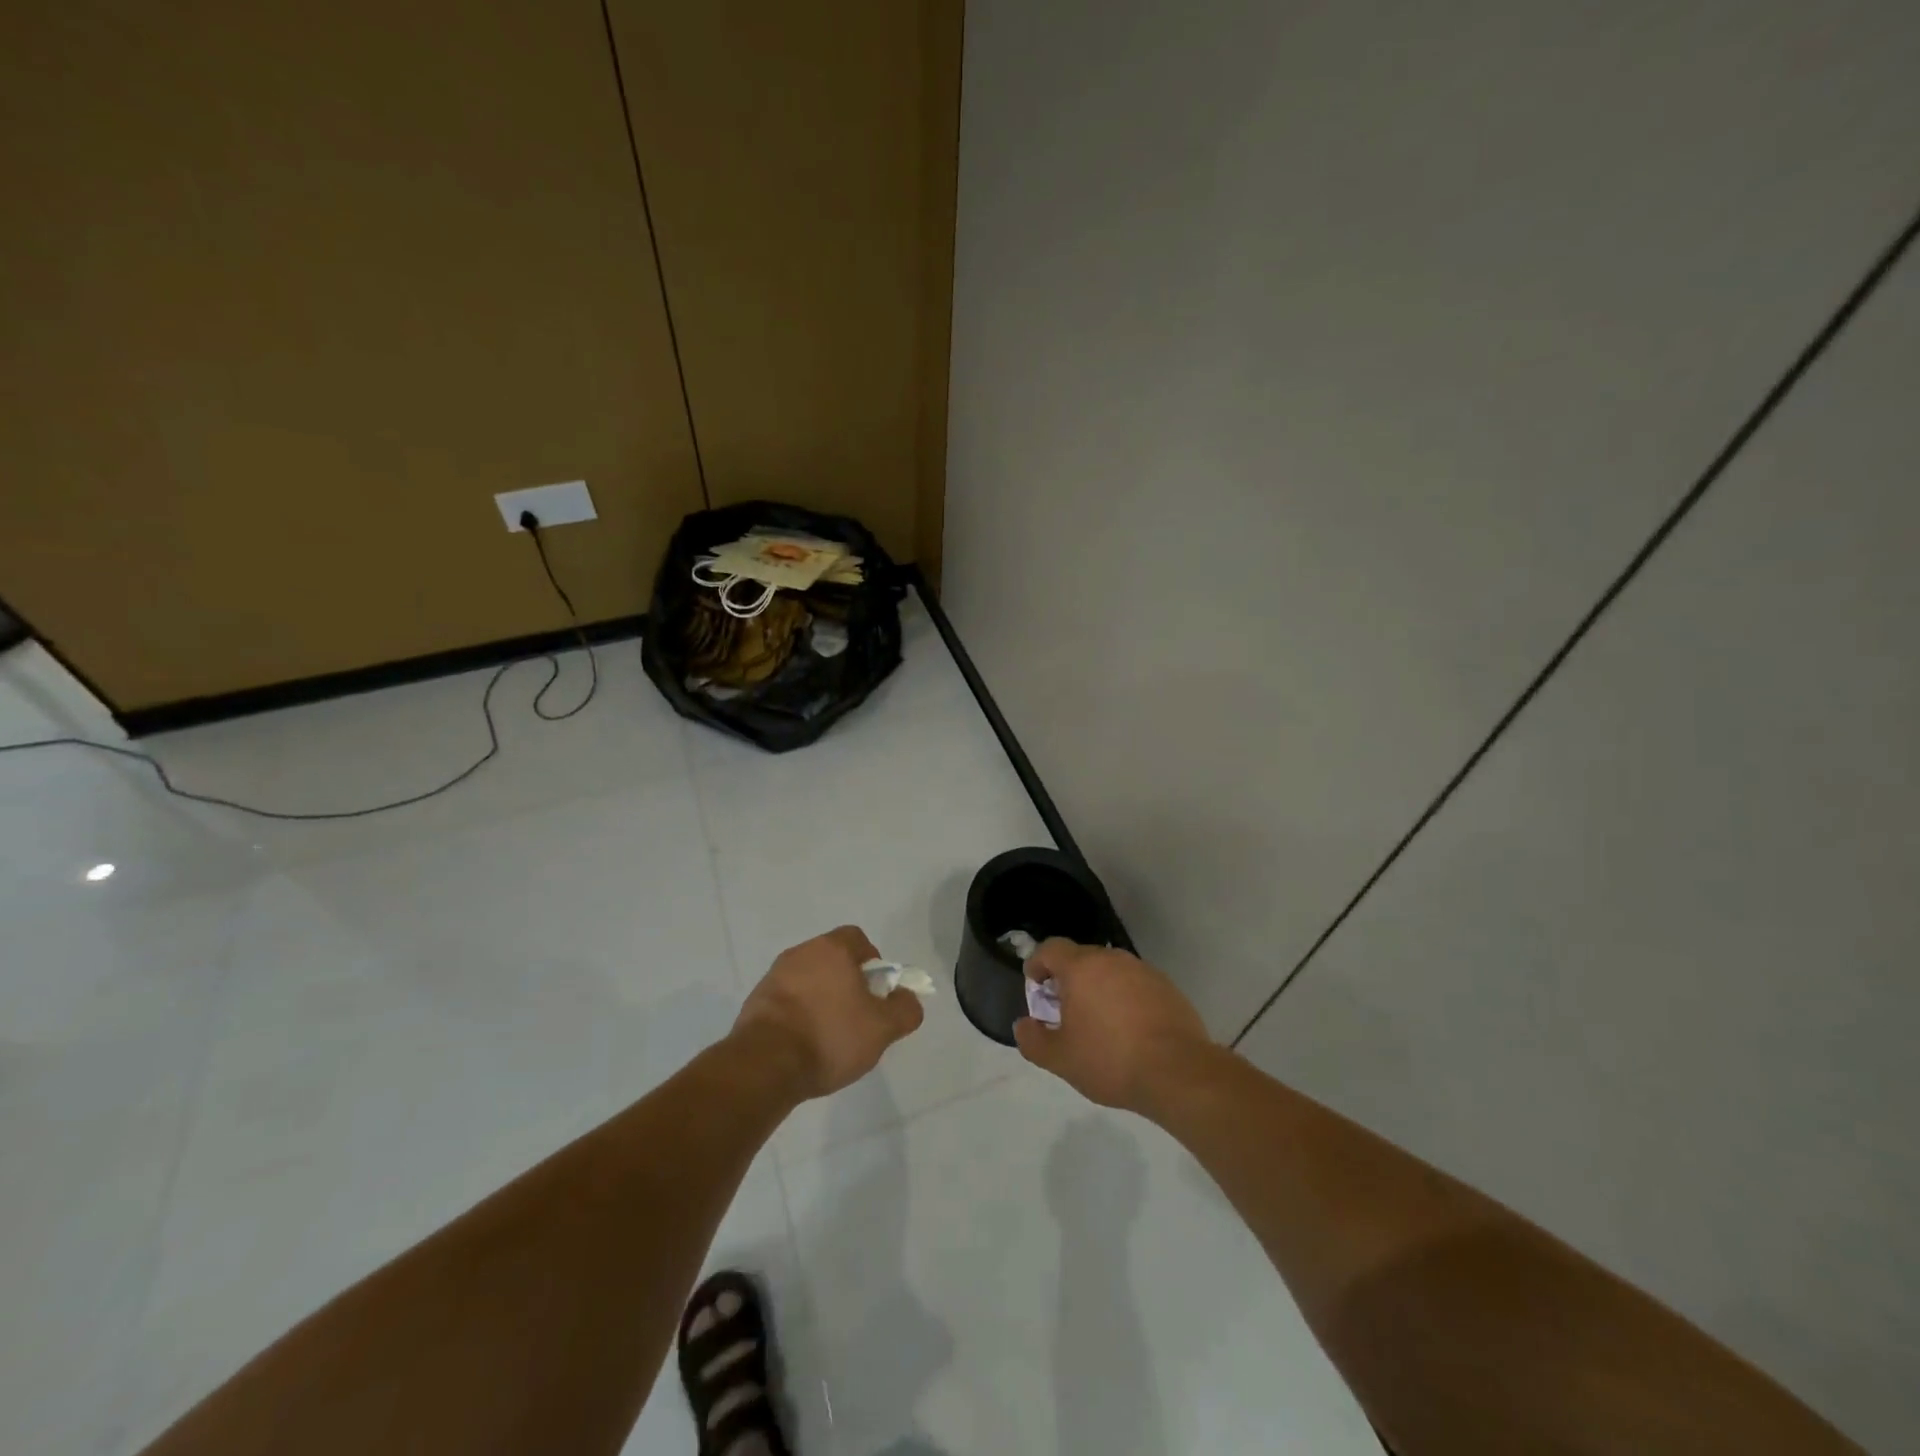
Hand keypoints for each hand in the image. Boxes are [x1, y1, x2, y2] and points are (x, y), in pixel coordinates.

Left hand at [732, 926, 924, 1100]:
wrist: (765, 1065)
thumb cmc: (830, 1036)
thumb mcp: (882, 1029)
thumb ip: (904, 1009)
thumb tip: (907, 998)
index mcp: (832, 949)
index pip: (858, 939)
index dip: (873, 962)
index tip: (876, 992)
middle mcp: (800, 953)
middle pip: (832, 959)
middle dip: (846, 983)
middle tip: (857, 1016)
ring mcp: (773, 976)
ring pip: (807, 980)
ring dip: (820, 999)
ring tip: (828, 1035)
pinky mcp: (755, 1001)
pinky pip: (786, 1001)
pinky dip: (797, 1015)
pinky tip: (803, 1044)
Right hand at [1013, 939, 1213, 1113]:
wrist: (1177, 1072)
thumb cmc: (1110, 1060)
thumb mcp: (1060, 1059)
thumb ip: (1033, 1040)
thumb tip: (1023, 1025)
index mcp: (1082, 968)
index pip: (1051, 948)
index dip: (1038, 963)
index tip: (1035, 986)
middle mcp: (1112, 959)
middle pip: (1081, 958)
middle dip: (1068, 979)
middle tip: (1064, 1010)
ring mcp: (1143, 970)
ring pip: (1110, 971)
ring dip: (1098, 988)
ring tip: (1098, 1022)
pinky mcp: (1167, 987)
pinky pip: (1135, 984)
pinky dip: (1125, 998)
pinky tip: (1129, 1030)